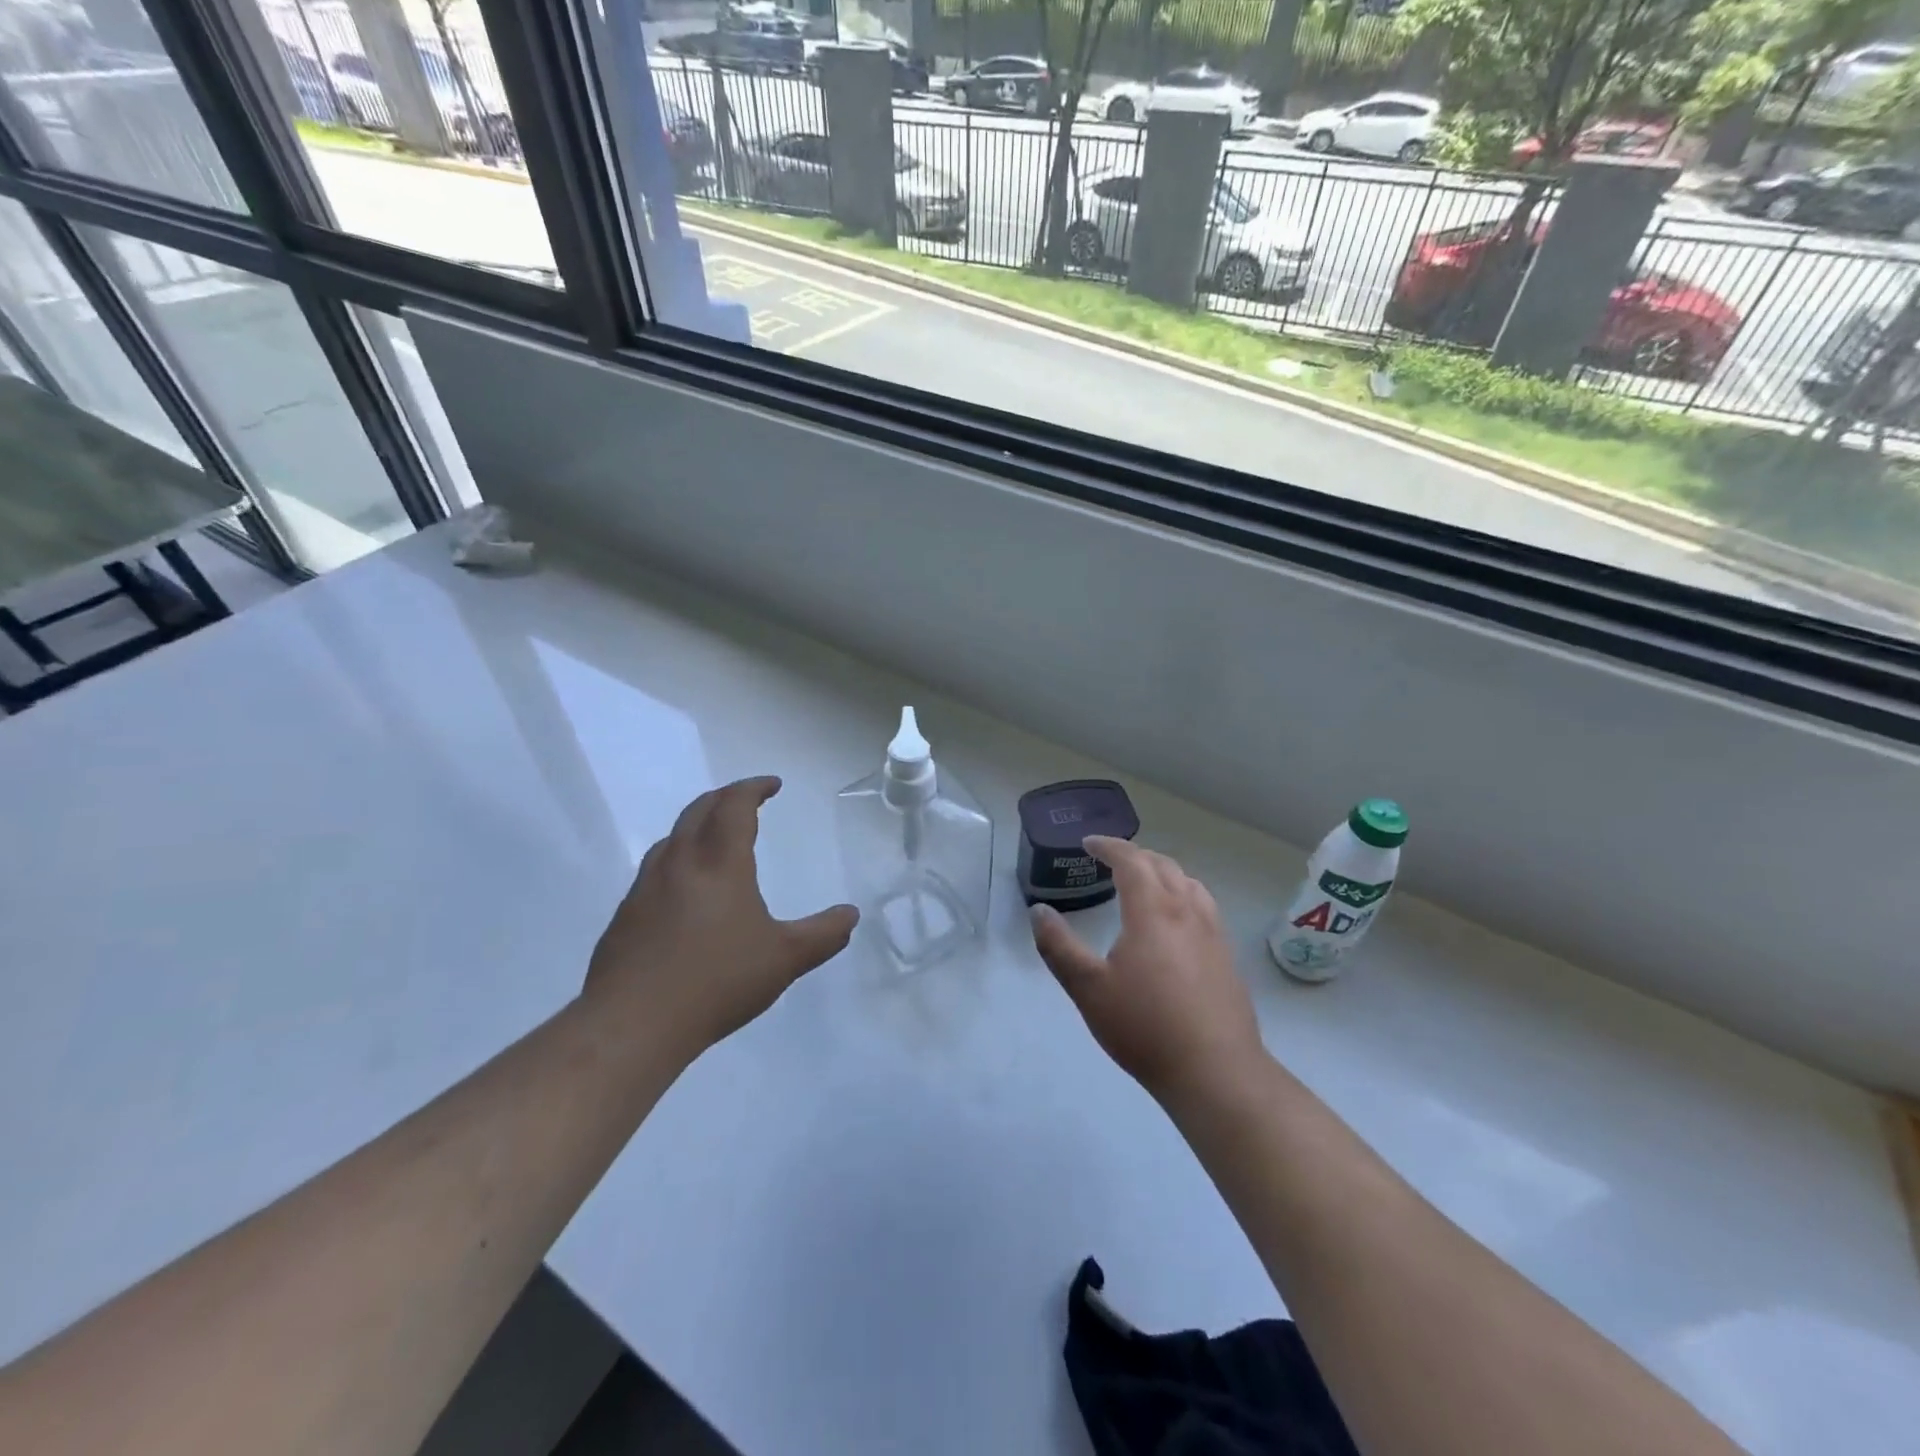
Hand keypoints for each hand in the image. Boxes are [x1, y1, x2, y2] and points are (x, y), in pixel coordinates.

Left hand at [584, 777, 857, 1055]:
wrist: (632, 1023)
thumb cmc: (718, 981)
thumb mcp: (784, 959)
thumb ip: (823, 934)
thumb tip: (851, 915)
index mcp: (719, 863)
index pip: (735, 806)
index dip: (753, 788)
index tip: (772, 785)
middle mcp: (679, 864)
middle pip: (698, 811)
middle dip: (724, 798)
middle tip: (745, 800)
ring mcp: (645, 888)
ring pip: (671, 839)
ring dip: (696, 826)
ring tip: (714, 839)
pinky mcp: (624, 916)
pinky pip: (654, 871)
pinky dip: (676, 860)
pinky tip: (683, 892)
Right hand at [1030, 836, 1264, 1104]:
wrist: (1215, 1071)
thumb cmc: (1144, 1027)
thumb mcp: (1088, 988)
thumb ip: (1059, 947)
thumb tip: (1039, 911)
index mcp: (1153, 910)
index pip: (1131, 860)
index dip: (1108, 846)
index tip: (1088, 844)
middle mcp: (1187, 911)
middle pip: (1163, 865)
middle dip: (1135, 855)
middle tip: (1111, 860)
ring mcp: (1213, 933)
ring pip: (1189, 883)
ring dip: (1162, 872)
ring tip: (1144, 882)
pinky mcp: (1226, 956)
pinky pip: (1203, 905)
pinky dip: (1182, 893)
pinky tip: (1176, 921)